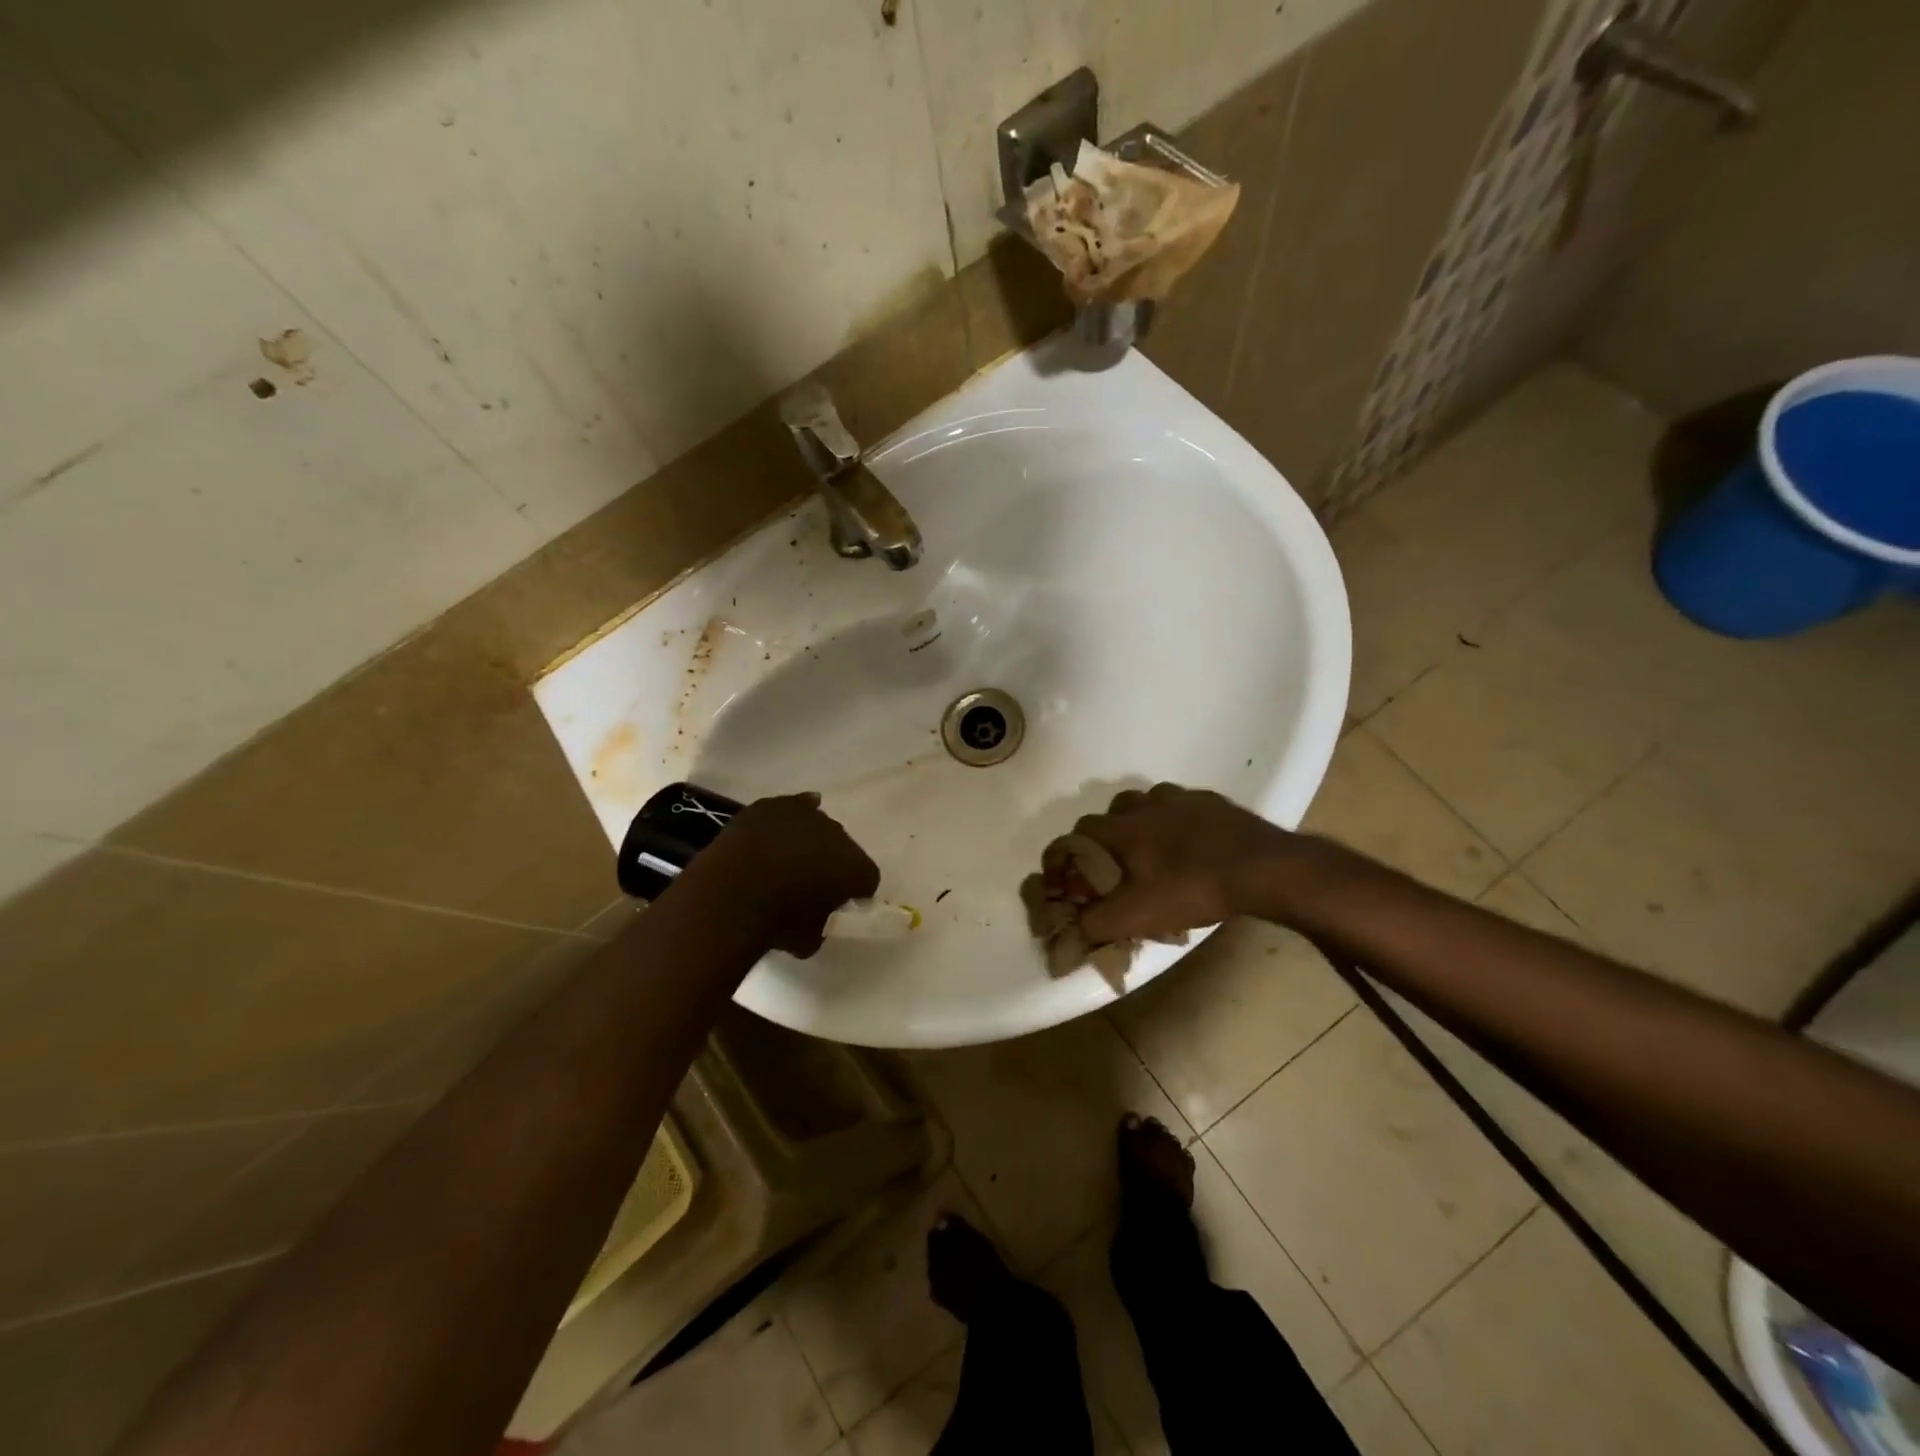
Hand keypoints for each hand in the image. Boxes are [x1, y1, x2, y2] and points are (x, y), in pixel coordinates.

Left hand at [694, 793, 878, 956]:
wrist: (733, 892)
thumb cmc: (778, 922)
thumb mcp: (806, 941)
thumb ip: (819, 926)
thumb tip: (815, 922)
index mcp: (856, 869)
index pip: (868, 878)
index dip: (856, 891)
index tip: (843, 903)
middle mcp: (839, 836)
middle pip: (844, 848)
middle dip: (832, 863)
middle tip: (812, 883)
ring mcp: (806, 816)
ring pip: (818, 825)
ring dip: (810, 840)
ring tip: (791, 858)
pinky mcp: (775, 806)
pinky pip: (792, 806)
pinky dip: (791, 816)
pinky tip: (783, 826)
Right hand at [1068, 784, 1298, 944]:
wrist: (1263, 868)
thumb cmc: (1192, 888)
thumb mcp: (1137, 916)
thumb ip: (1094, 924)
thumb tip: (1066, 934)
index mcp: (1122, 827)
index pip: (1078, 832)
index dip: (1067, 854)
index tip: (1069, 876)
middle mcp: (1146, 804)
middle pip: (1112, 812)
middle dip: (1107, 837)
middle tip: (1116, 867)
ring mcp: (1182, 798)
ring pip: (1148, 804)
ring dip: (1142, 824)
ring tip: (1153, 853)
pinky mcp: (1212, 802)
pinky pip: (1183, 807)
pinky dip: (1177, 822)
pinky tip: (1190, 846)